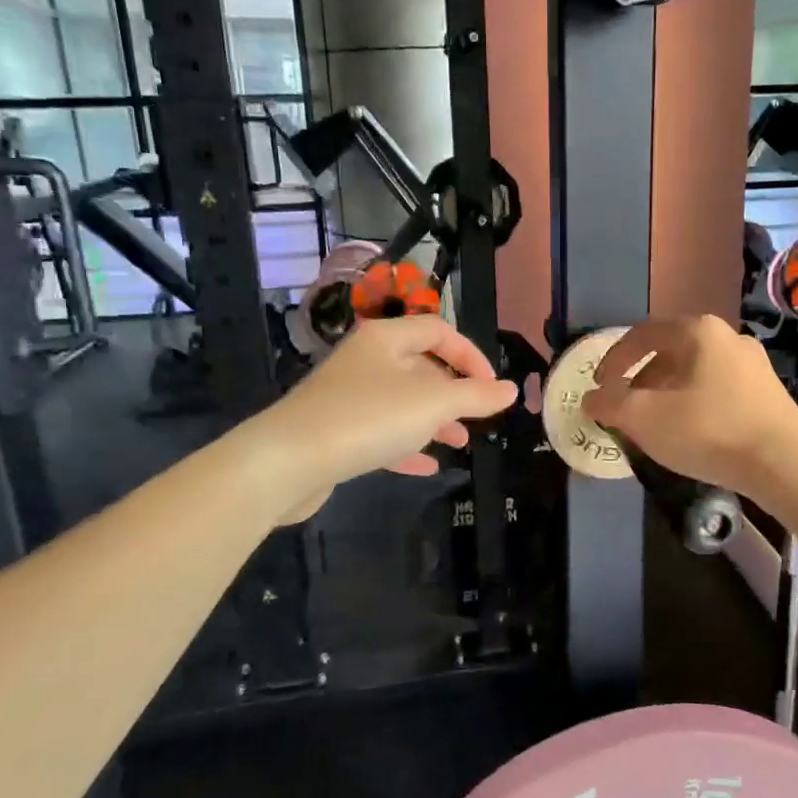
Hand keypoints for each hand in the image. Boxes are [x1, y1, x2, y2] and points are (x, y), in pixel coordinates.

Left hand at [259, 316, 518, 519]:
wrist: (287, 461)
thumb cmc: (368, 418)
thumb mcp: (433, 404)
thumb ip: (476, 396)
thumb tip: (510, 389)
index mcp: (386, 339)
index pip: (438, 330)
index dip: (471, 354)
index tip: (492, 387)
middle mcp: (366, 360)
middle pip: (420, 366)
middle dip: (453, 392)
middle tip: (478, 418)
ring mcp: (347, 396)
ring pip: (402, 401)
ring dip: (434, 420)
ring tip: (460, 443)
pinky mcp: (335, 430)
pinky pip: (381, 431)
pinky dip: (407, 445)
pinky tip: (427, 467)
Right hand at [582, 315, 797, 499]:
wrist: (785, 464)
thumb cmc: (709, 431)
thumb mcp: (645, 418)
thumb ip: (610, 404)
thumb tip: (590, 398)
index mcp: (698, 331)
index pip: (642, 334)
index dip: (613, 359)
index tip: (599, 386)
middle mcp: (728, 338)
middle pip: (670, 353)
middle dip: (641, 380)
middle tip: (626, 408)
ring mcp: (754, 365)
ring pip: (695, 373)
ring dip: (668, 394)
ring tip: (656, 424)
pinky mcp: (768, 393)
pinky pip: (719, 390)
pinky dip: (695, 405)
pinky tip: (692, 433)